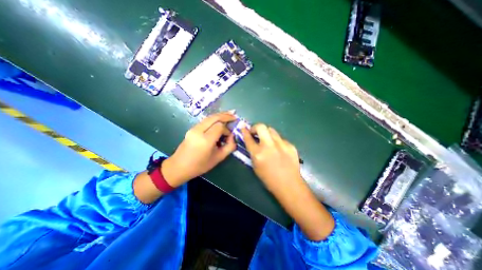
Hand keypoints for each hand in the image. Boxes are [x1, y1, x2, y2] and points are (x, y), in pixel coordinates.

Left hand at [161, 111, 235, 187]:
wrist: (179, 166)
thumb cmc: (200, 165)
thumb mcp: (218, 158)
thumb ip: (229, 146)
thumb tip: (233, 136)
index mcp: (205, 140)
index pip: (220, 127)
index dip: (227, 130)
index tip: (229, 136)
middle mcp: (198, 131)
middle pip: (214, 117)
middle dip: (226, 115)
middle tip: (235, 115)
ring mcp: (193, 128)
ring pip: (209, 117)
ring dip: (220, 115)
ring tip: (229, 114)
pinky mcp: (192, 128)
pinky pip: (205, 120)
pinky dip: (214, 119)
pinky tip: (220, 119)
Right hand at [240, 124, 302, 194]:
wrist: (289, 184)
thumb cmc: (268, 178)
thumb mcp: (255, 166)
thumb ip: (252, 152)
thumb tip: (252, 141)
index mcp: (258, 153)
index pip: (248, 138)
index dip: (245, 131)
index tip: (243, 128)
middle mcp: (269, 146)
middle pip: (261, 127)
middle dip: (256, 127)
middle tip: (256, 132)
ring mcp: (281, 144)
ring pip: (272, 130)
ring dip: (267, 133)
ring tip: (267, 140)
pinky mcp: (290, 145)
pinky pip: (281, 138)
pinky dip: (277, 141)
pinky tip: (279, 149)